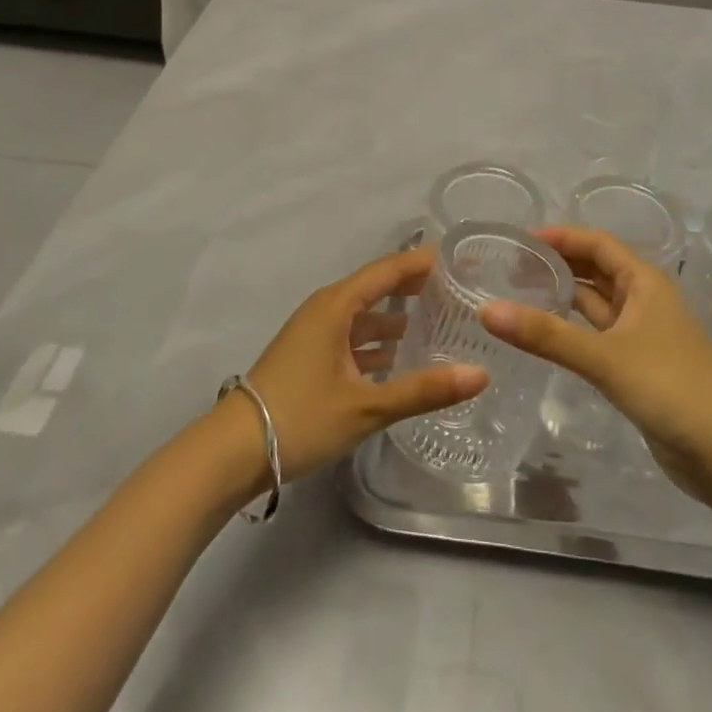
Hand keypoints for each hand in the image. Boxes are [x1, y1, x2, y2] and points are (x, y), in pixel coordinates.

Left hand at [234, 248, 488, 485]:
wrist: (231, 452)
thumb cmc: (299, 417)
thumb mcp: (366, 406)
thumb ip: (423, 390)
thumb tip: (480, 374)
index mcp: (338, 304)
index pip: (391, 269)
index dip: (427, 262)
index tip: (464, 259)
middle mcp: (328, 308)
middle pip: (381, 287)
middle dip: (419, 287)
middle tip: (462, 290)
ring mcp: (317, 332)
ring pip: (368, 314)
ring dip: (401, 317)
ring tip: (443, 323)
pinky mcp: (312, 356)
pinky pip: (355, 336)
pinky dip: (381, 342)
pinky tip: (405, 359)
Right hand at [478, 226, 711, 506]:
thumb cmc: (673, 388)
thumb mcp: (606, 357)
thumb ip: (547, 335)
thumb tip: (487, 311)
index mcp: (644, 282)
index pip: (597, 243)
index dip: (560, 237)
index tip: (518, 240)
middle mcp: (643, 300)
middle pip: (595, 269)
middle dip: (558, 264)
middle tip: (508, 267)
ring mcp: (641, 335)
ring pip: (595, 304)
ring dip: (563, 296)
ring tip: (516, 294)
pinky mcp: (636, 368)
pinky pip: (596, 336)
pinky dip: (571, 330)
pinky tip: (543, 336)